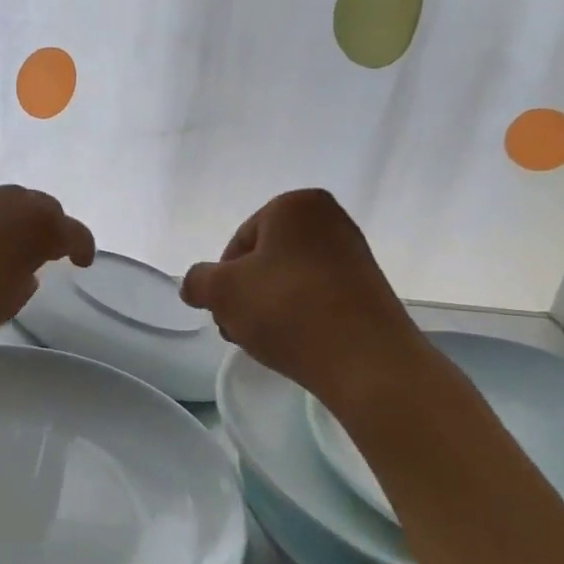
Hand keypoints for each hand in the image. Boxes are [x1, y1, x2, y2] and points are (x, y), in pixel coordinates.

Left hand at [0, 185, 95, 340]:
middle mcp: (14, 200)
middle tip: (50, 252)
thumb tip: (22, 269)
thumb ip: (24, 282)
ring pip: (12, 204)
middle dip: (52, 229)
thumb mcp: (8, 302)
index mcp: (40, 223)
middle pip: (44, 209)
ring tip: (14, 248)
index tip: (83, 262)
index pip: (74, 233)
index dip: (83, 248)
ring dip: (19, 223)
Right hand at [181, 189, 424, 408]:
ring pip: (290, 279)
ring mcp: (354, 254)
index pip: (239, 241)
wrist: (364, 359)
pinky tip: (295, 343)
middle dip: (246, 294)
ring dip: (269, 307)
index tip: (224, 311)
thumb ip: (198, 281)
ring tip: (265, 341)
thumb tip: (194, 285)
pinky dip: (300, 315)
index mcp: (296, 205)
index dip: (223, 279)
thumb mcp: (222, 291)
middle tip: (239, 329)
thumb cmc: (287, 309)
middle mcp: (330, 219)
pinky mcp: (369, 288)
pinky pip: (318, 296)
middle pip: (265, 259)